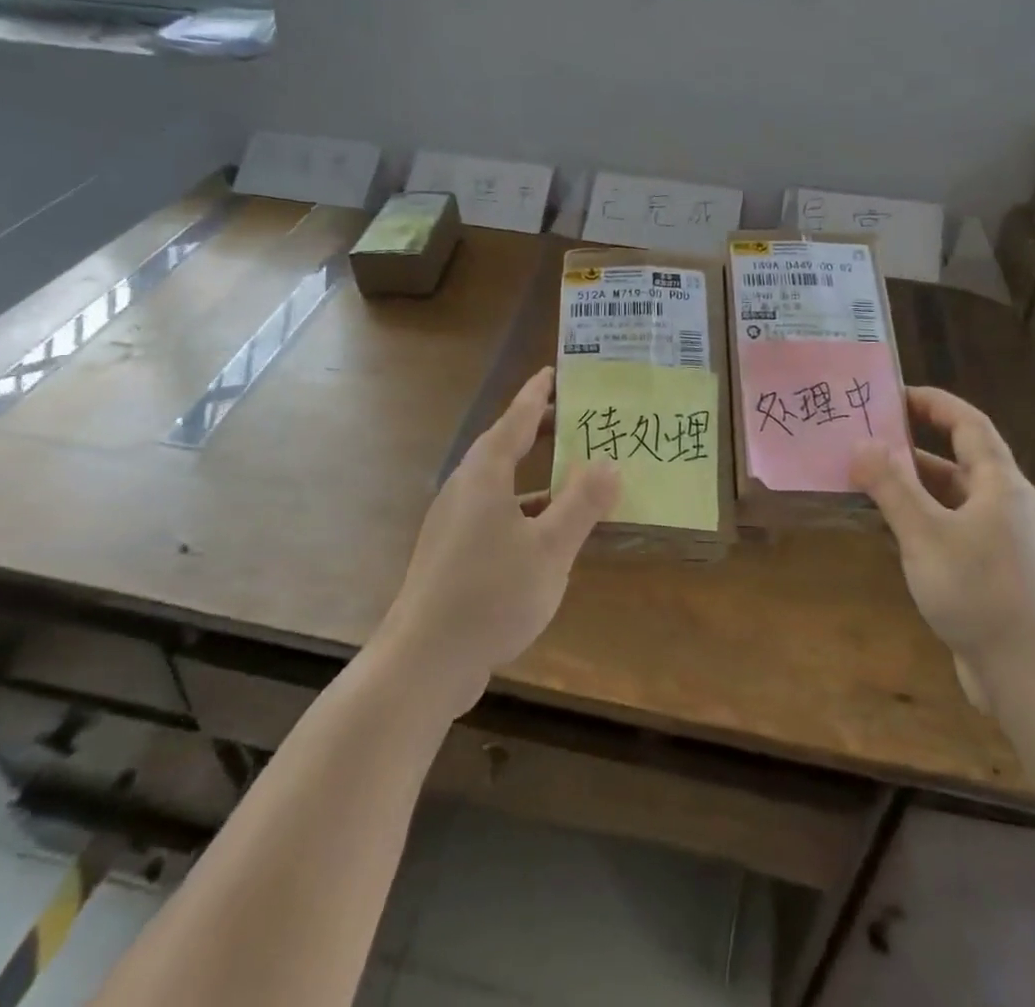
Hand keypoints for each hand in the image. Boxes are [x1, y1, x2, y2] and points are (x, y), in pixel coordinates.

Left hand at [378, 367, 620, 717]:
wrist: (423, 661)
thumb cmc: (490, 594)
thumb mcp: (550, 549)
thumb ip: (582, 503)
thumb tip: (610, 462)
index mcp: (484, 476)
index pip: (514, 420)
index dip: (536, 395)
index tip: (553, 372)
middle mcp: (464, 490)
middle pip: (504, 447)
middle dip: (537, 430)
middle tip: (573, 418)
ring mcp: (454, 523)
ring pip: (500, 483)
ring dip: (534, 473)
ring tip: (570, 471)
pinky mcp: (452, 554)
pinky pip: (495, 512)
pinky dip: (524, 506)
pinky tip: (546, 531)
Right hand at [851, 387, 1034, 709]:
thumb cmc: (982, 594)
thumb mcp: (926, 534)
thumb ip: (892, 486)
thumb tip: (861, 443)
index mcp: (1001, 485)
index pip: (968, 424)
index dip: (933, 403)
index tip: (892, 394)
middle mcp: (1007, 507)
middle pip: (959, 461)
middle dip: (912, 447)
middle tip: (865, 439)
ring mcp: (1004, 544)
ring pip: (953, 500)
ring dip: (913, 488)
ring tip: (866, 482)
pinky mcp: (996, 576)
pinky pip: (953, 532)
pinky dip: (922, 522)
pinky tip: (891, 534)